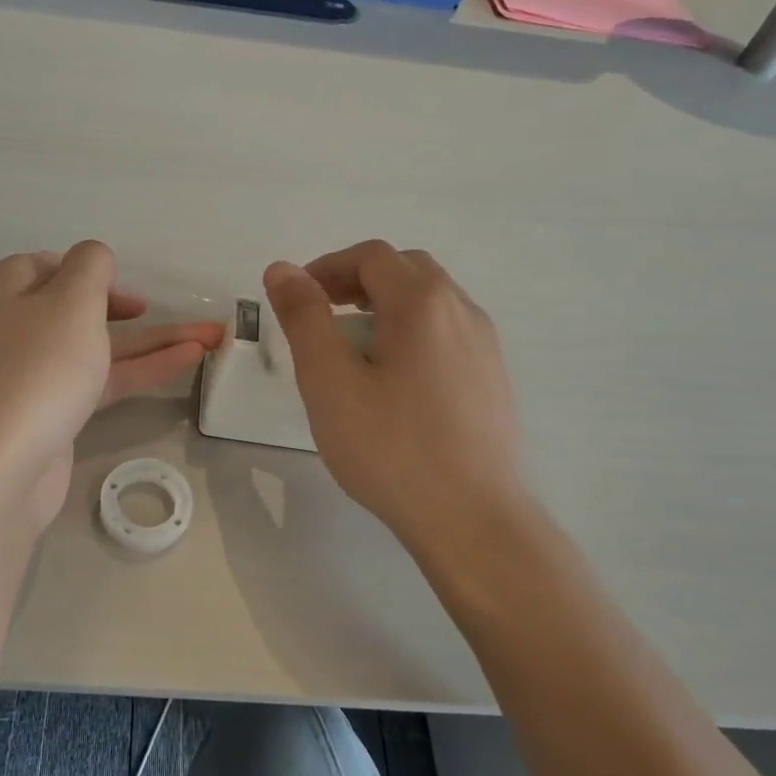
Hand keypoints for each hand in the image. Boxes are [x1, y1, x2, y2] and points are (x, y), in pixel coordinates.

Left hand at [0, 242, 224, 529]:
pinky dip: (142, 369)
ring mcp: (35, 374)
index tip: (126, 286)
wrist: (1, 466)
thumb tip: (94, 259)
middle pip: (81, 308)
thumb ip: (92, 266)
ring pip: (100, 347)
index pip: (50, 265)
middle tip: (165, 313)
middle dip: (133, 310)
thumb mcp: (71, 299)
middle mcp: (18, 327)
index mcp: (9, 290)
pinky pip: (103, 380)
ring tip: (211, 339)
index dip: (90, 271)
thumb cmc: (38, 367)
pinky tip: (185, 362)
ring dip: (154, 342)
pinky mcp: (54, 413)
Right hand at [263, 241, 522, 555]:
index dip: (327, 267)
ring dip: (386, 307)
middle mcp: (463, 310)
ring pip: (430, 302)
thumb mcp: (329, 381)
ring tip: (353, 350)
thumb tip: (282, 269)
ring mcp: (485, 345)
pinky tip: (394, 382)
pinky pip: (447, 333)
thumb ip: (304, 318)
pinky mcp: (493, 378)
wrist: (472, 519)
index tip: (297, 299)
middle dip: (357, 282)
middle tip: (322, 316)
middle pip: (405, 270)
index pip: (371, 256)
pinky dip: (412, 333)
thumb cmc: (391, 448)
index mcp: (423, 302)